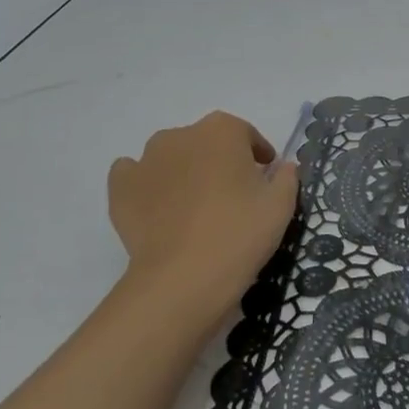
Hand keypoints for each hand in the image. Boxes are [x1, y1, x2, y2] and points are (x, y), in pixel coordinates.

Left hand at [108, 111, 298, 328]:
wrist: (183, 279)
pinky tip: (156, 207)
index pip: (245, 135)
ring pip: (171, 156)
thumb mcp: (280, 207)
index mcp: (223, 130)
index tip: (264, 177)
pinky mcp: (121, 187)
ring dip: (183, 170)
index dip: (257, 155)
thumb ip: (287, 177)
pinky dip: (145, 184)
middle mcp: (182, 134)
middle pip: (206, 142)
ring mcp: (146, 158)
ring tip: (192, 206)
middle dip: (219, 161)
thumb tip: (284, 167)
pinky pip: (134, 174)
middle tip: (229, 196)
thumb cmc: (239, 234)